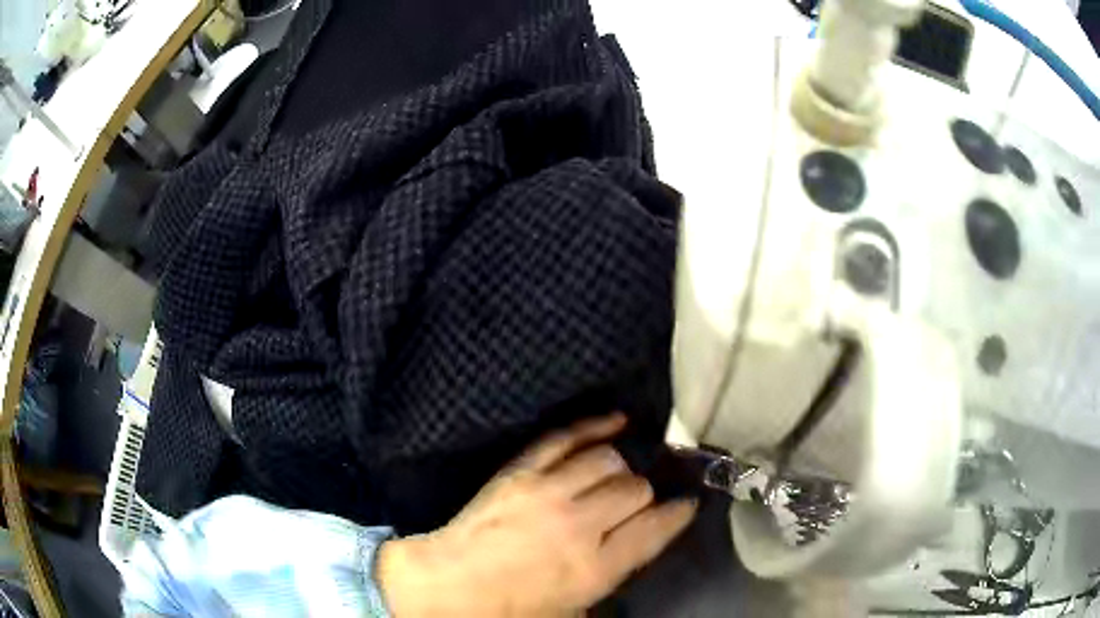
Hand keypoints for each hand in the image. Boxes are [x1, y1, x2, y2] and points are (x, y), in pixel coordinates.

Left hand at [377, 413, 696, 616]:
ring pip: (608, 460)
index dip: (678, 513)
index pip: (656, 527)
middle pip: (635, 488)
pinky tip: (616, 421)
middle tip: (639, 503)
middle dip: (645, 495)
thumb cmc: (511, 609)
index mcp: (595, 568)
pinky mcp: (520, 471)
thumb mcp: (573, 611)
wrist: (449, 586)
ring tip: (618, 476)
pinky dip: (594, 425)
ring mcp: (547, 492)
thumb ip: (610, 579)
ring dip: (620, 467)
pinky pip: (565, 437)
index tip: (686, 505)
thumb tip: (631, 549)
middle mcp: (579, 525)